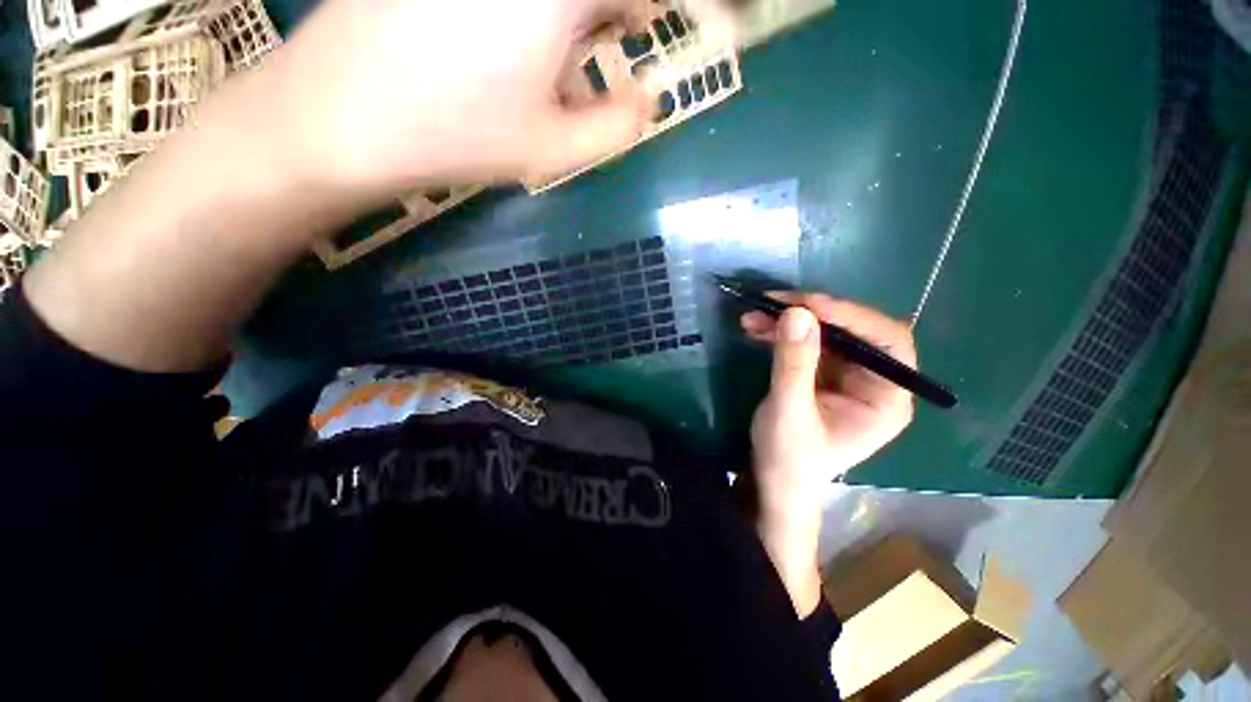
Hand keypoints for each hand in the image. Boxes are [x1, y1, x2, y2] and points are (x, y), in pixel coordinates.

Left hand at [258, 0, 652, 194]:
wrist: (342, 114)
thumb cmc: (459, 134)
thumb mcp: (554, 148)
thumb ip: (618, 127)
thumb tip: (647, 99)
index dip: (658, 8)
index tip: (655, 30)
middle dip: (608, 7)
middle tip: (599, 38)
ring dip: (568, 8)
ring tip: (545, 48)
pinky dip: (529, 9)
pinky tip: (499, 33)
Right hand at [741, 294, 914, 614]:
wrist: (774, 481)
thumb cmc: (789, 458)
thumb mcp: (789, 411)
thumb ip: (794, 363)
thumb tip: (796, 312)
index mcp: (886, 398)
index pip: (886, 342)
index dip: (852, 317)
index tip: (807, 305)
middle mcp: (873, 382)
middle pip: (853, 331)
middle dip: (812, 315)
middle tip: (773, 303)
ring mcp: (846, 376)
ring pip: (825, 333)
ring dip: (789, 321)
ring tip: (754, 316)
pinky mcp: (822, 374)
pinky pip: (806, 343)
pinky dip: (781, 333)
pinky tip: (756, 328)